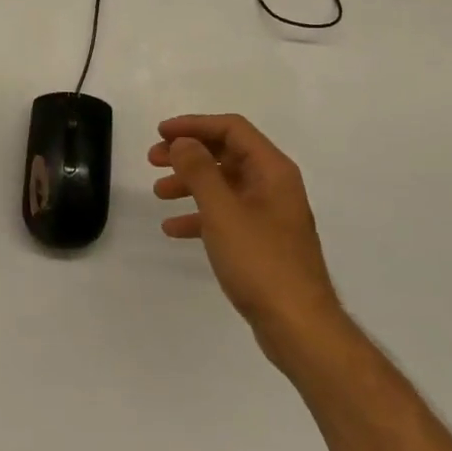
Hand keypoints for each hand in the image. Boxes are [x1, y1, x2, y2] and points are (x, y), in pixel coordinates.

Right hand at [150, 114, 345, 362]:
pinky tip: (174, 228)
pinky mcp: (262, 241)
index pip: (232, 129)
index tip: (161, 133)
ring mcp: (269, 214)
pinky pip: (226, 215)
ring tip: (158, 192)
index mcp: (272, 170)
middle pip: (226, 154)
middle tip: (153, 159)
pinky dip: (199, 215)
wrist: (298, 325)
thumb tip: (183, 142)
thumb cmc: (260, 261)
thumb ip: (200, 170)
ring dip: (190, 183)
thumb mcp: (222, 210)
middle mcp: (274, 185)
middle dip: (188, 153)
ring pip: (223, 184)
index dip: (194, 125)